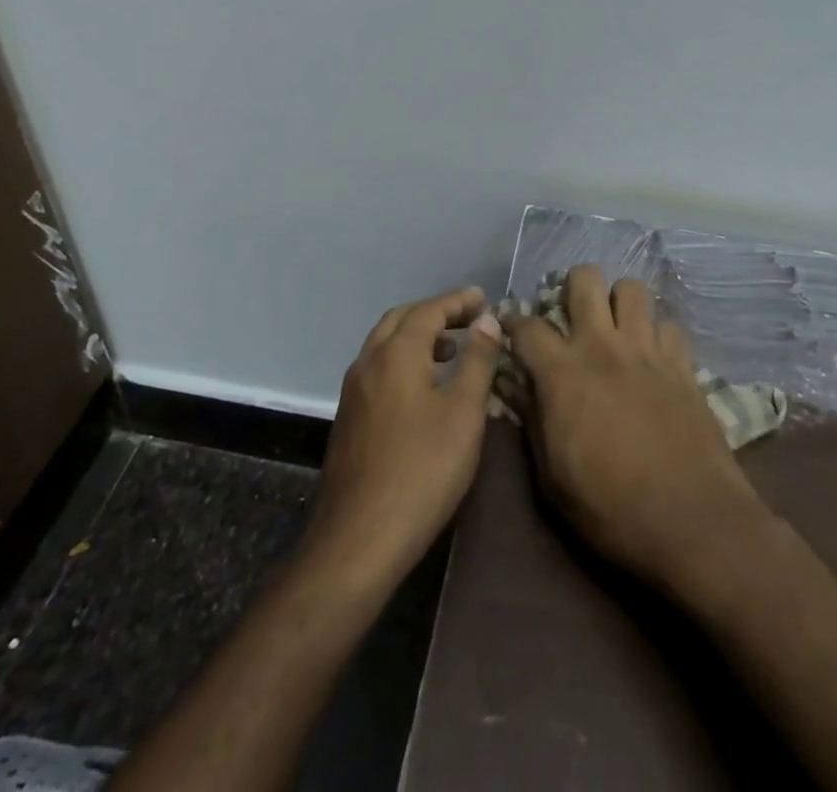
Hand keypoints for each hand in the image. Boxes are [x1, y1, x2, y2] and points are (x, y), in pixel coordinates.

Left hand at [306, 287, 502, 591]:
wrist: (359, 538)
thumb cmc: (422, 470)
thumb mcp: (463, 413)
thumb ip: (477, 360)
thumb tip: (486, 320)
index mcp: (396, 353)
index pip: (429, 310)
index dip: (457, 301)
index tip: (483, 298)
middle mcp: (368, 361)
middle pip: (401, 320)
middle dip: (436, 312)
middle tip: (469, 319)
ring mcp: (353, 391)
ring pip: (385, 344)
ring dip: (418, 336)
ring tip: (452, 350)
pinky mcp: (349, 417)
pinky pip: (379, 368)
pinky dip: (404, 359)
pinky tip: (424, 387)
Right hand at [503, 265, 768, 588]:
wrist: (693, 522)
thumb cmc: (612, 509)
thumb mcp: (552, 479)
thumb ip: (531, 421)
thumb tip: (513, 385)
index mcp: (563, 373)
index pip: (527, 325)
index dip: (513, 323)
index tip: (512, 332)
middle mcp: (603, 346)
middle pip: (585, 279)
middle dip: (572, 287)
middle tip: (571, 315)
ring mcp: (647, 350)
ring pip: (632, 289)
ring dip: (619, 302)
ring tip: (615, 327)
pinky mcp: (683, 363)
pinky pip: (669, 324)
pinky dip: (658, 333)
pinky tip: (654, 356)